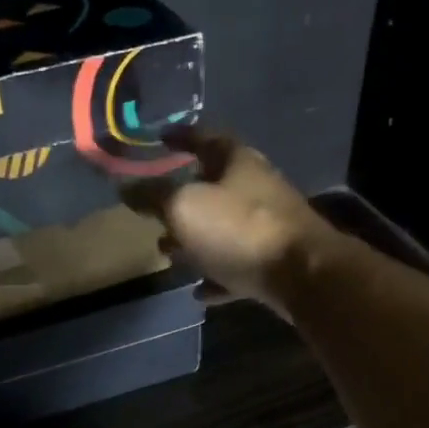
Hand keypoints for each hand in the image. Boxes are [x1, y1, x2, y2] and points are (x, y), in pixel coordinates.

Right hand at [123, 130, 343, 316]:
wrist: (304, 275)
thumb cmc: (239, 229)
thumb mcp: (184, 207)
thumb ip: (152, 197)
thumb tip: (124, 188)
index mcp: (237, 162)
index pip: (204, 137)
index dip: (180, 136)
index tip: (161, 138)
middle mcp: (256, 189)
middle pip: (214, 187)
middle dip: (182, 199)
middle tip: (154, 212)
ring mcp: (270, 227)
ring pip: (224, 229)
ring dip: (196, 241)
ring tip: (168, 253)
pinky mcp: (276, 263)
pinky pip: (238, 266)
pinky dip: (217, 275)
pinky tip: (199, 292)